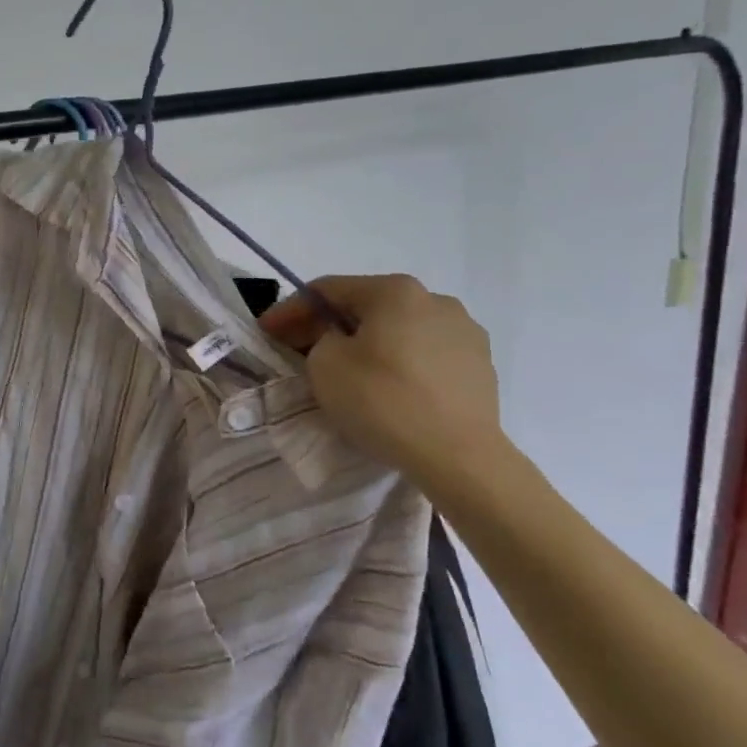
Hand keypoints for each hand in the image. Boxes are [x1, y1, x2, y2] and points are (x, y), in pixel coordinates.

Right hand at [259, 274, 506, 492]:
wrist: (459, 456)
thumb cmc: (383, 401)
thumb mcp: (325, 365)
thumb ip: (320, 339)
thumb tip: (339, 340)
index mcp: (395, 291)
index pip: (327, 290)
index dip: (290, 309)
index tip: (266, 330)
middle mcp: (435, 299)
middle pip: (367, 306)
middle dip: (329, 325)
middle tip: (300, 349)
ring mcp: (465, 331)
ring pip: (400, 330)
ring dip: (369, 343)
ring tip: (349, 371)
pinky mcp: (480, 364)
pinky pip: (426, 355)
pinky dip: (400, 363)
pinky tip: (390, 389)